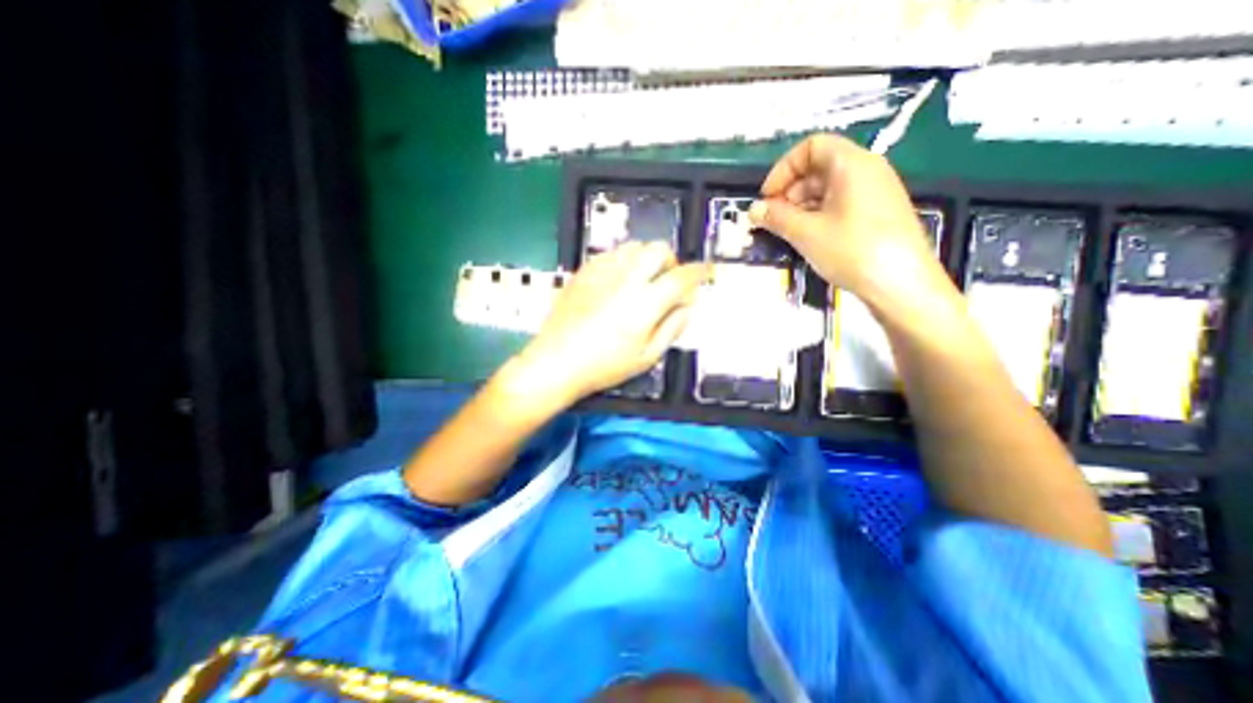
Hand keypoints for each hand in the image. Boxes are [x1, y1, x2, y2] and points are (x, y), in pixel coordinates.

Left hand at [507, 242, 702, 409]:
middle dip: (672, 261)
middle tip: (668, 281)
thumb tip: (687, 307)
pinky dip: (624, 260)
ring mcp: (602, 272)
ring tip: (643, 280)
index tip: (706, 271)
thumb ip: (672, 328)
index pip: (682, 277)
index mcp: (645, 303)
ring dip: (647, 259)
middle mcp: (626, 280)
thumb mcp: (646, 357)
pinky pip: (611, 253)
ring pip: (635, 246)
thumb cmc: (604, 366)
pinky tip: (619, 279)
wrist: (557, 362)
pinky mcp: (584, 272)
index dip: (699, 271)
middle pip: (659, 250)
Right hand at [747, 130, 954, 316]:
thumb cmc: (852, 250)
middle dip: (789, 191)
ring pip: (828, 189)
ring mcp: (874, 192)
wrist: (901, 284)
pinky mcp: (877, 214)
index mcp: (851, 164)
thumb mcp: (806, 233)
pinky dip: (818, 215)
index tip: (767, 197)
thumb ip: (776, 217)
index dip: (783, 169)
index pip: (811, 146)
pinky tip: (807, 238)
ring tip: (786, 232)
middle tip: (773, 219)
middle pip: (818, 167)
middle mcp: (866, 170)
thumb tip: (753, 210)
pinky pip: (840, 204)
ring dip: (801, 206)